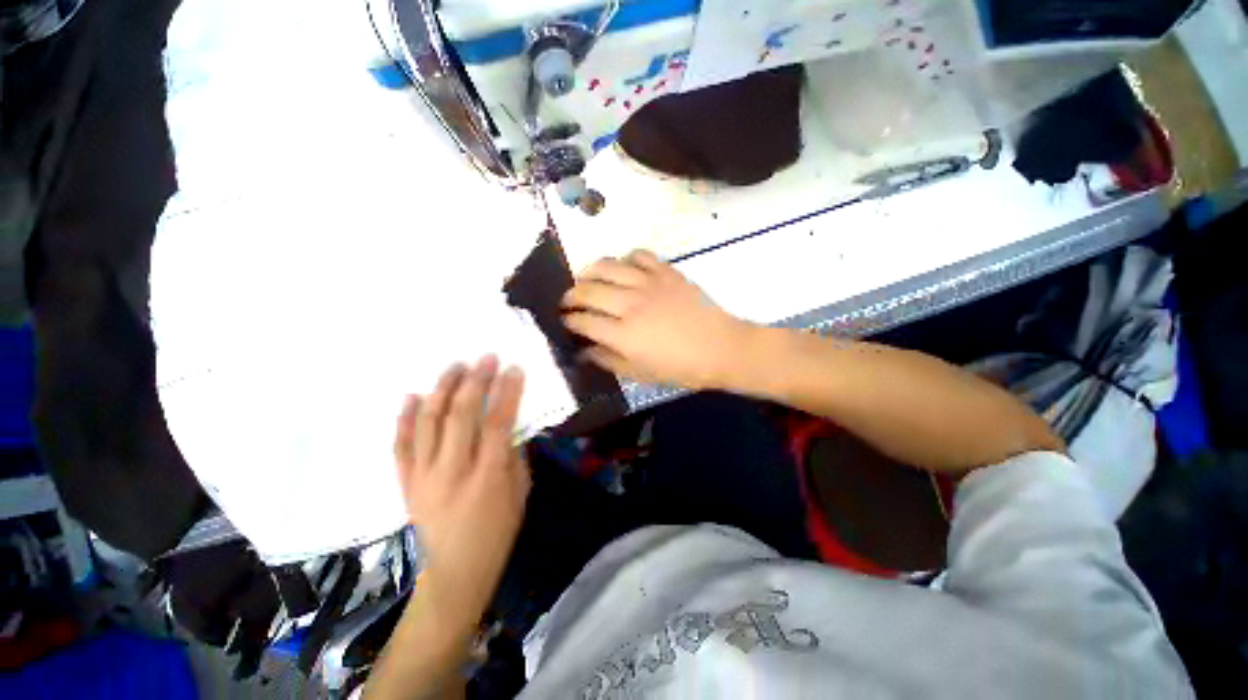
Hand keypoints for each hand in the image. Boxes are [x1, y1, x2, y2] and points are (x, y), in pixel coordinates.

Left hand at [393, 356, 529, 619]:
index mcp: (487, 477)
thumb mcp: (521, 491)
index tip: (513, 368)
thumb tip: (509, 422)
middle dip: (476, 382)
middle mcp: (451, 472)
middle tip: (485, 358)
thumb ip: (514, 453)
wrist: (457, 571)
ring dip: (442, 390)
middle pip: (461, 416)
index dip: (507, 393)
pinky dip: (404, 418)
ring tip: (455, 366)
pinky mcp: (406, 484)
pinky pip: (400, 446)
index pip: (498, 424)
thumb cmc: (499, 531)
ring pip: (428, 423)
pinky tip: (411, 395)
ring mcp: (423, 477)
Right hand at [561, 250, 750, 389]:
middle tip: (568, 300)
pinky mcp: (667, 272)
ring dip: (590, 270)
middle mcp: (631, 304)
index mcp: (624, 334)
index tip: (564, 320)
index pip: (584, 321)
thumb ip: (609, 360)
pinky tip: (624, 269)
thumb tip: (585, 350)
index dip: (568, 320)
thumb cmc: (681, 367)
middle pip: (588, 290)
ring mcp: (649, 284)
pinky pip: (639, 255)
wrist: (721, 348)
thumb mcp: (641, 374)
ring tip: (587, 278)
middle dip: (570, 294)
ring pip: (608, 266)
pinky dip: (626, 258)